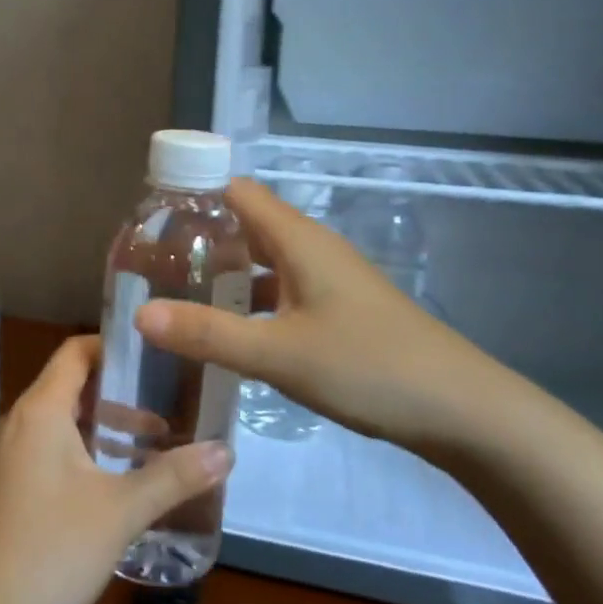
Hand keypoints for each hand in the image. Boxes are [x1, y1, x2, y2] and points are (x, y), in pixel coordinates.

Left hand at [0, 336, 232, 603]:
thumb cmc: (52, 551)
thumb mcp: (121, 511)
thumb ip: (174, 477)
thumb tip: (226, 450)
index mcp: (40, 410)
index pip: (75, 352)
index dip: (113, 347)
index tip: (155, 356)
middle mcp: (19, 422)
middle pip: (70, 386)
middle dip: (118, 393)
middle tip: (168, 404)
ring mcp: (8, 456)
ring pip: (61, 421)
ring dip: (103, 426)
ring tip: (153, 444)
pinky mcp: (6, 487)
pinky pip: (48, 449)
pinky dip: (83, 450)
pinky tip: (115, 482)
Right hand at [134, 178, 515, 449]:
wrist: (463, 411)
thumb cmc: (369, 367)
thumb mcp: (279, 354)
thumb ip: (208, 334)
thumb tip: (139, 314)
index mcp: (298, 240)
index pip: (236, 192)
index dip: (194, 196)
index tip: (150, 221)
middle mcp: (313, 250)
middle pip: (247, 225)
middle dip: (201, 239)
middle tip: (152, 265)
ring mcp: (330, 281)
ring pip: (265, 262)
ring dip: (225, 273)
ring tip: (178, 296)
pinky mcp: (340, 311)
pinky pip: (282, 291)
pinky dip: (251, 302)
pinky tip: (229, 333)